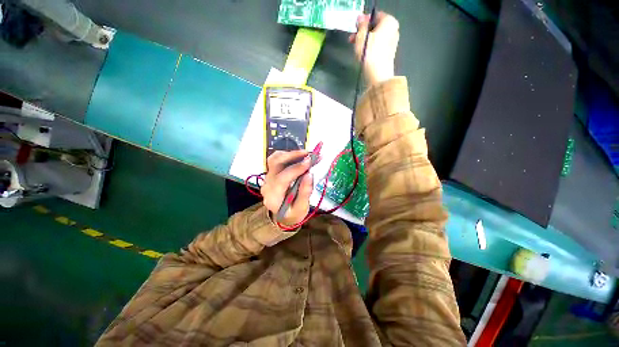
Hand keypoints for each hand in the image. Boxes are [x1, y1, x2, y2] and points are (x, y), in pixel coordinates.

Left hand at [261, 150, 313, 226]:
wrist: (283, 215)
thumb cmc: (293, 214)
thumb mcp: (301, 208)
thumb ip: (305, 192)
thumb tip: (309, 174)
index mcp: (273, 196)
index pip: (282, 178)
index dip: (296, 168)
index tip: (310, 161)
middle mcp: (267, 185)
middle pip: (275, 164)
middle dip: (292, 155)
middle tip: (308, 154)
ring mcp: (267, 178)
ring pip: (274, 159)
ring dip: (290, 154)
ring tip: (305, 154)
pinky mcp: (271, 174)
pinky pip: (277, 160)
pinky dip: (288, 156)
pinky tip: (298, 157)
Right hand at [349, 12, 399, 85]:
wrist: (378, 75)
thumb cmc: (370, 53)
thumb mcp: (361, 36)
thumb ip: (361, 25)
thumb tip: (360, 18)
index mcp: (389, 21)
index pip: (375, 16)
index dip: (363, 21)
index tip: (355, 27)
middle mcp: (394, 30)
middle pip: (376, 27)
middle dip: (363, 32)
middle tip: (352, 38)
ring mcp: (392, 43)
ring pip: (376, 38)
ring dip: (365, 41)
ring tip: (355, 47)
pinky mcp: (388, 55)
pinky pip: (378, 47)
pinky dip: (370, 48)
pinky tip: (362, 54)